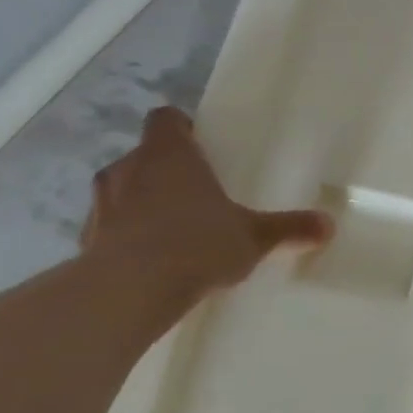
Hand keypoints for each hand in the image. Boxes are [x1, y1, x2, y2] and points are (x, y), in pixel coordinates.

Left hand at [82, 108, 333, 297]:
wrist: (128, 293)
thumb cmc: (196, 244)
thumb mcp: (254, 237)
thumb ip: (289, 228)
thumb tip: (329, 225)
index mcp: (169, 154)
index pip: (165, 119)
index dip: (180, 128)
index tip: (199, 144)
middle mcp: (129, 169)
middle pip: (142, 155)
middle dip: (163, 169)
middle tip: (194, 191)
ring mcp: (101, 205)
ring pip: (120, 191)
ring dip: (138, 202)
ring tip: (169, 228)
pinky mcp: (83, 242)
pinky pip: (107, 229)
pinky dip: (123, 237)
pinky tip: (147, 260)